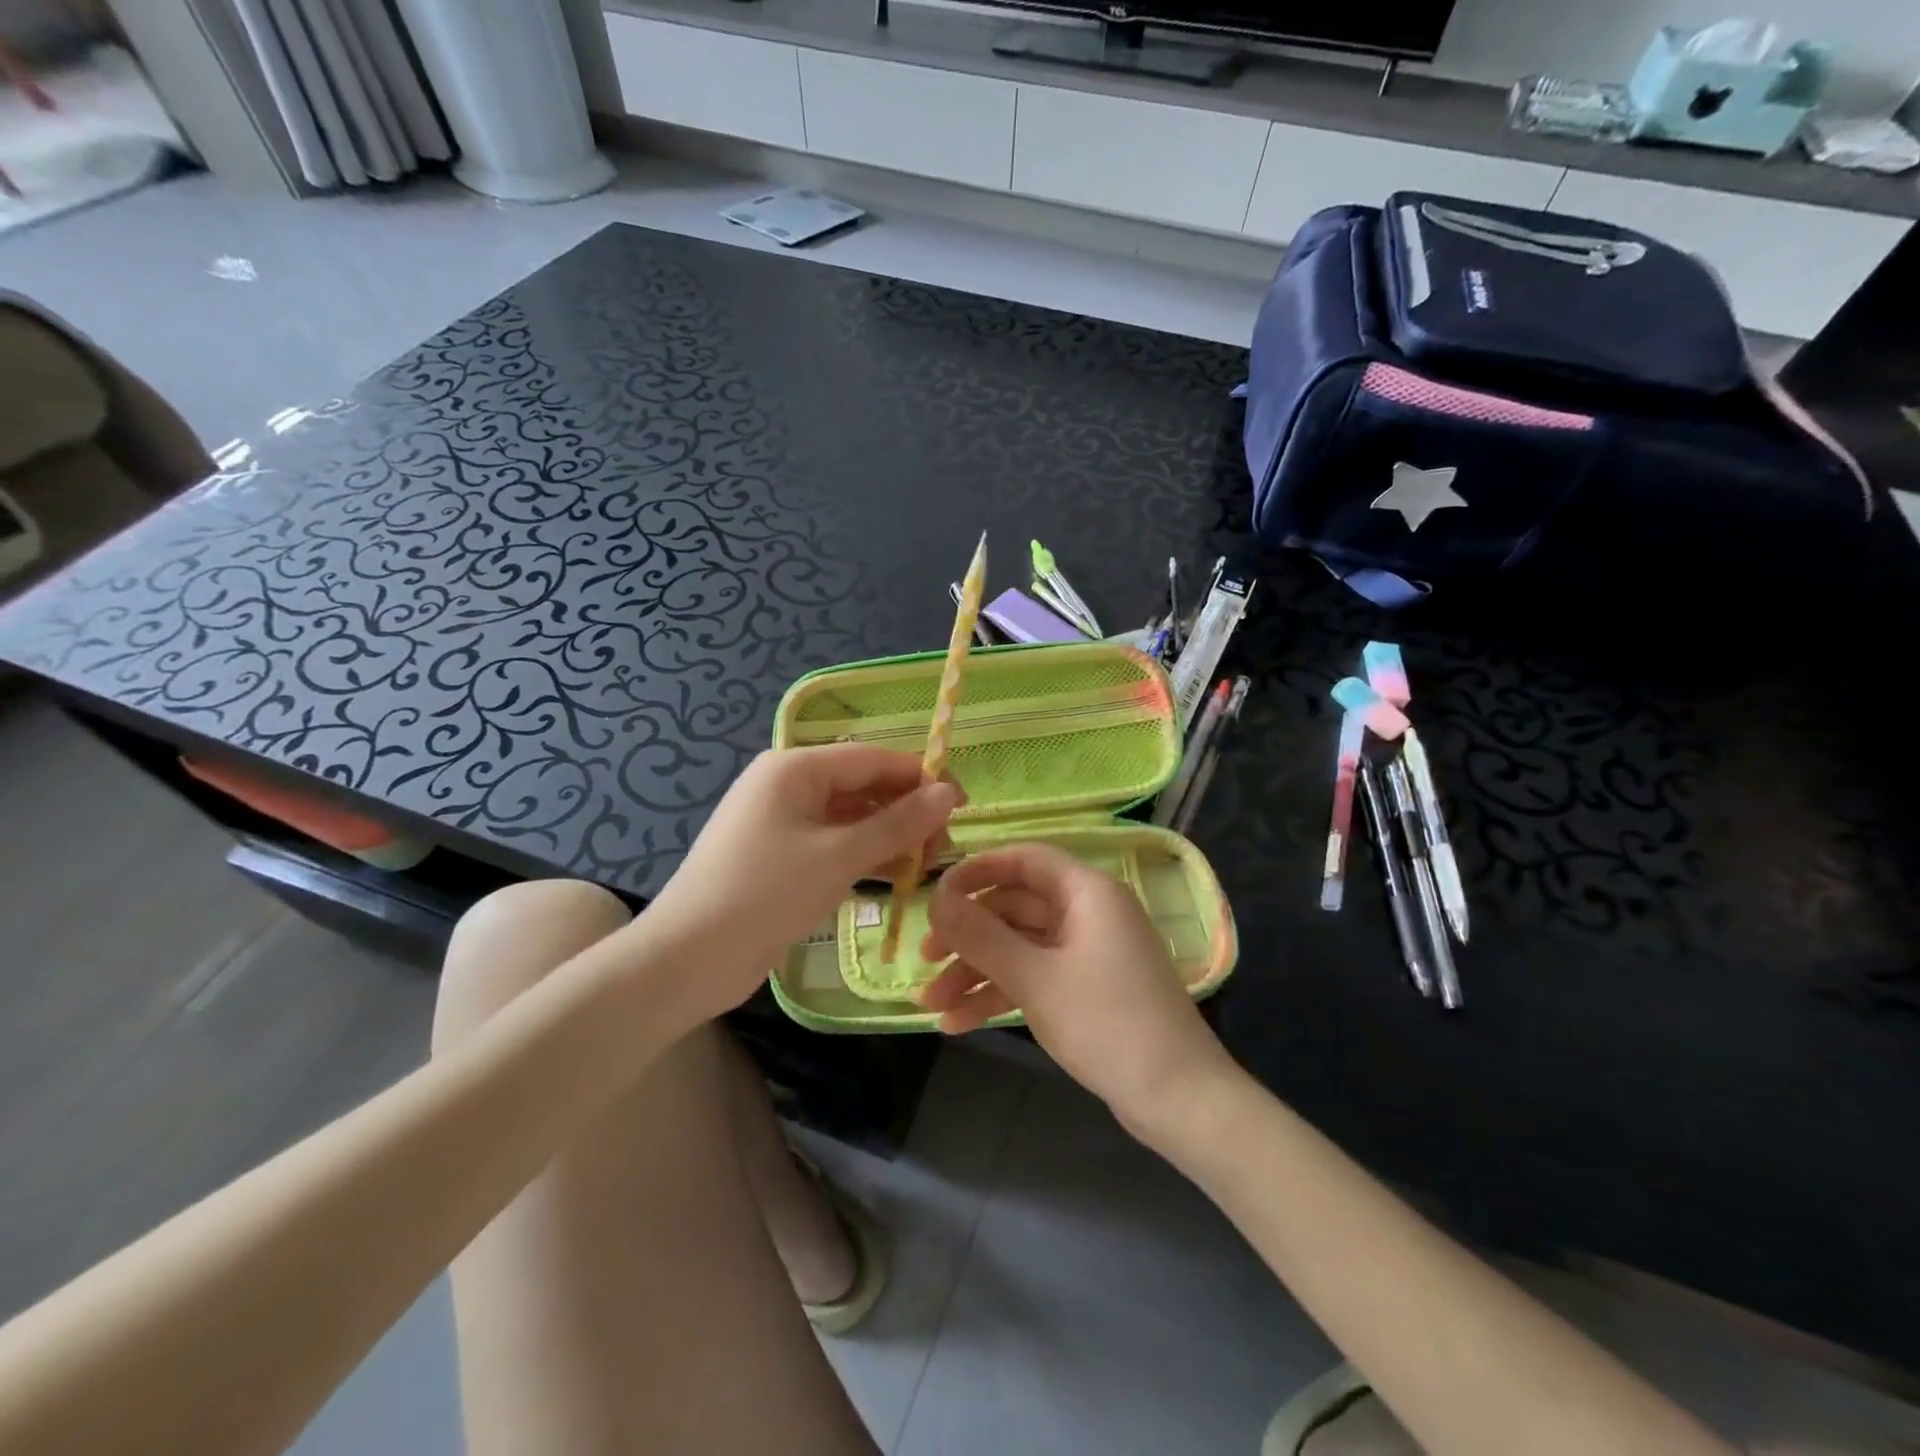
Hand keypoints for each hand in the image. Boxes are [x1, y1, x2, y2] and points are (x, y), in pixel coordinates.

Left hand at [646, 745, 961, 1012]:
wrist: (687, 959)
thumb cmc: (765, 894)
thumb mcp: (839, 856)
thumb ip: (897, 824)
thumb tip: (949, 792)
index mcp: (796, 768)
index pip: (874, 759)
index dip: (922, 778)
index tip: (964, 803)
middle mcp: (788, 786)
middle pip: (863, 787)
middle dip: (907, 812)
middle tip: (944, 847)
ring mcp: (782, 823)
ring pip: (851, 818)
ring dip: (890, 837)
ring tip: (927, 866)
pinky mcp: (781, 857)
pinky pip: (834, 844)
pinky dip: (865, 856)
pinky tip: (895, 877)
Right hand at [919, 844, 1237, 1143]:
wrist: (1179, 1099)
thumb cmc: (1108, 1024)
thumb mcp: (1035, 978)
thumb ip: (981, 936)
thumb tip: (935, 899)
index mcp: (1087, 892)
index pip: (1024, 860)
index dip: (977, 871)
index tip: (936, 895)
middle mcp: (1088, 912)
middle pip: (1015, 907)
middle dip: (968, 936)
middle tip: (924, 960)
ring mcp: (1088, 952)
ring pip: (1020, 947)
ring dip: (976, 972)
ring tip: (931, 1007)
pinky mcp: (1087, 988)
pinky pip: (1034, 976)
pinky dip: (1000, 994)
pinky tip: (959, 1023)